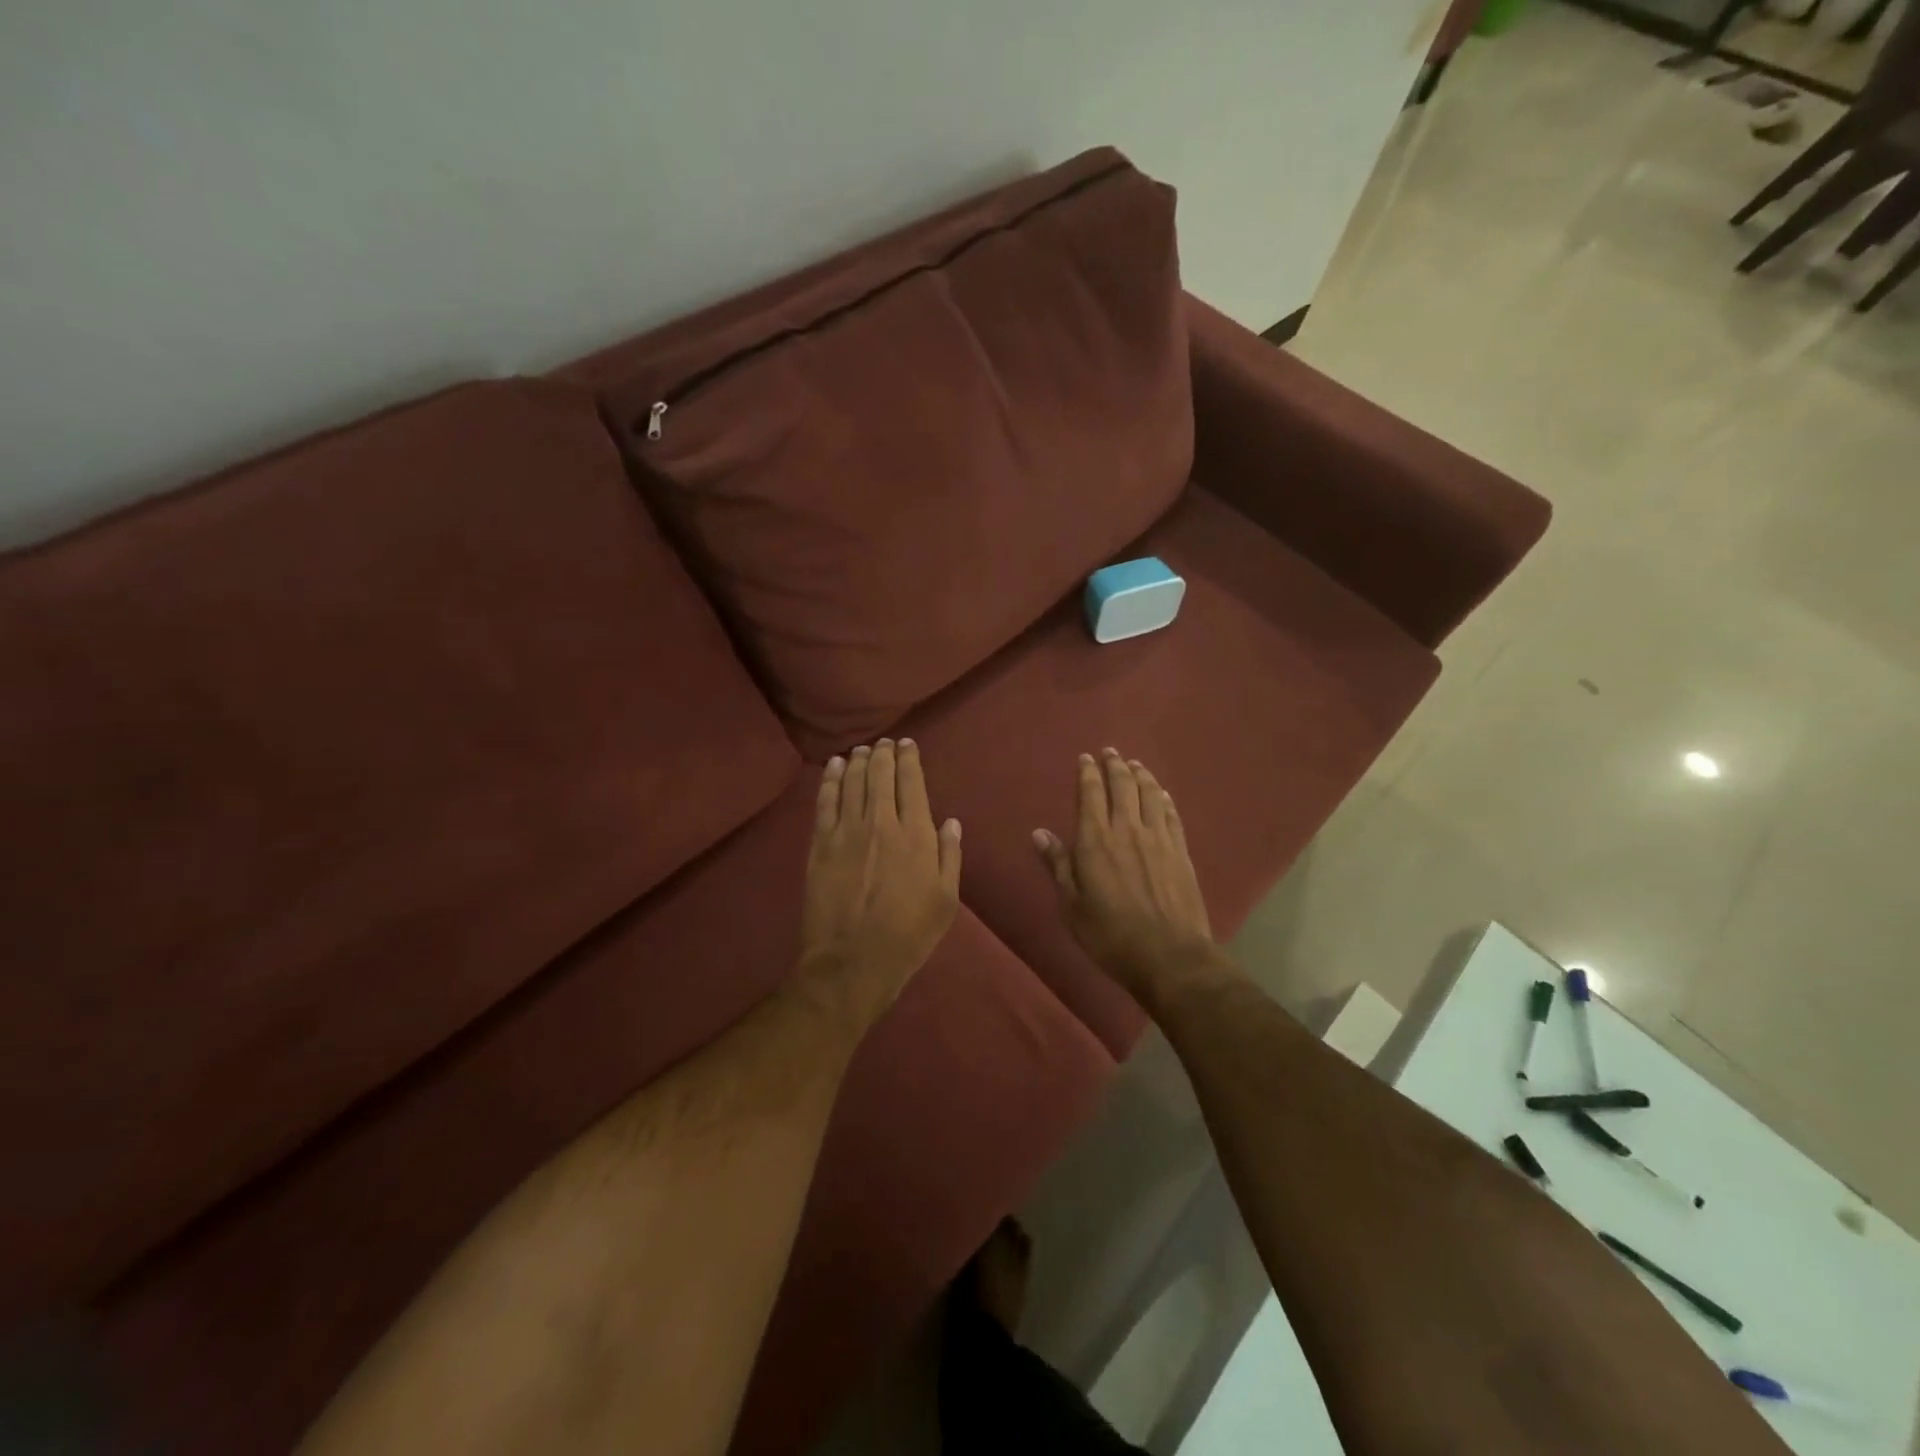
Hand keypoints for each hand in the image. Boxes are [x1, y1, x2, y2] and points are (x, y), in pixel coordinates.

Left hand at [799, 738, 961, 1028]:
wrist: (852, 963)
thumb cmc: (908, 936)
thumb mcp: (945, 901)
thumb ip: (949, 856)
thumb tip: (950, 822)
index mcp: (916, 836)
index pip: (911, 783)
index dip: (909, 759)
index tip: (907, 744)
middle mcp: (881, 823)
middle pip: (879, 775)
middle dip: (883, 754)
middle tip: (884, 743)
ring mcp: (846, 832)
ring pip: (852, 782)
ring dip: (858, 761)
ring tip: (863, 750)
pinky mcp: (820, 845)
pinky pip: (825, 802)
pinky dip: (831, 779)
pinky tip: (834, 767)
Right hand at [1034, 749, 1223, 1006]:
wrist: (1169, 956)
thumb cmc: (1110, 935)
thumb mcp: (1072, 905)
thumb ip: (1058, 865)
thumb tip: (1039, 833)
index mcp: (1096, 840)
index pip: (1091, 794)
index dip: (1088, 773)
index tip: (1086, 758)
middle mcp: (1128, 829)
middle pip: (1123, 786)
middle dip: (1115, 765)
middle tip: (1110, 752)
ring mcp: (1159, 839)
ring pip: (1150, 795)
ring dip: (1141, 775)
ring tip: (1135, 764)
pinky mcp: (1181, 852)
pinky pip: (1172, 815)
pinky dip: (1165, 799)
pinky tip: (1162, 794)